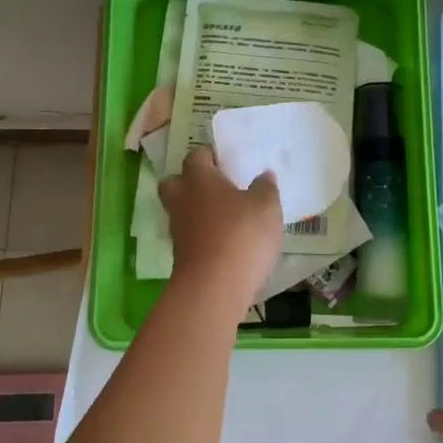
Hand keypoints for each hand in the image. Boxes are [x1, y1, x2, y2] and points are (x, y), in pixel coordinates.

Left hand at [158, 147, 283, 303]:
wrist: (215, 286)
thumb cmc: (242, 234)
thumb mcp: (266, 207)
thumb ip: (265, 188)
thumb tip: (264, 175)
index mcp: (199, 179)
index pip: (196, 156)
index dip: (210, 156)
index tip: (226, 161)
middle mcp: (182, 199)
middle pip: (175, 182)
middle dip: (191, 182)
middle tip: (216, 187)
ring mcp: (178, 229)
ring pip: (181, 210)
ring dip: (197, 211)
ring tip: (226, 216)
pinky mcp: (181, 255)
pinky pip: (190, 235)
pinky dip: (203, 235)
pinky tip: (225, 241)